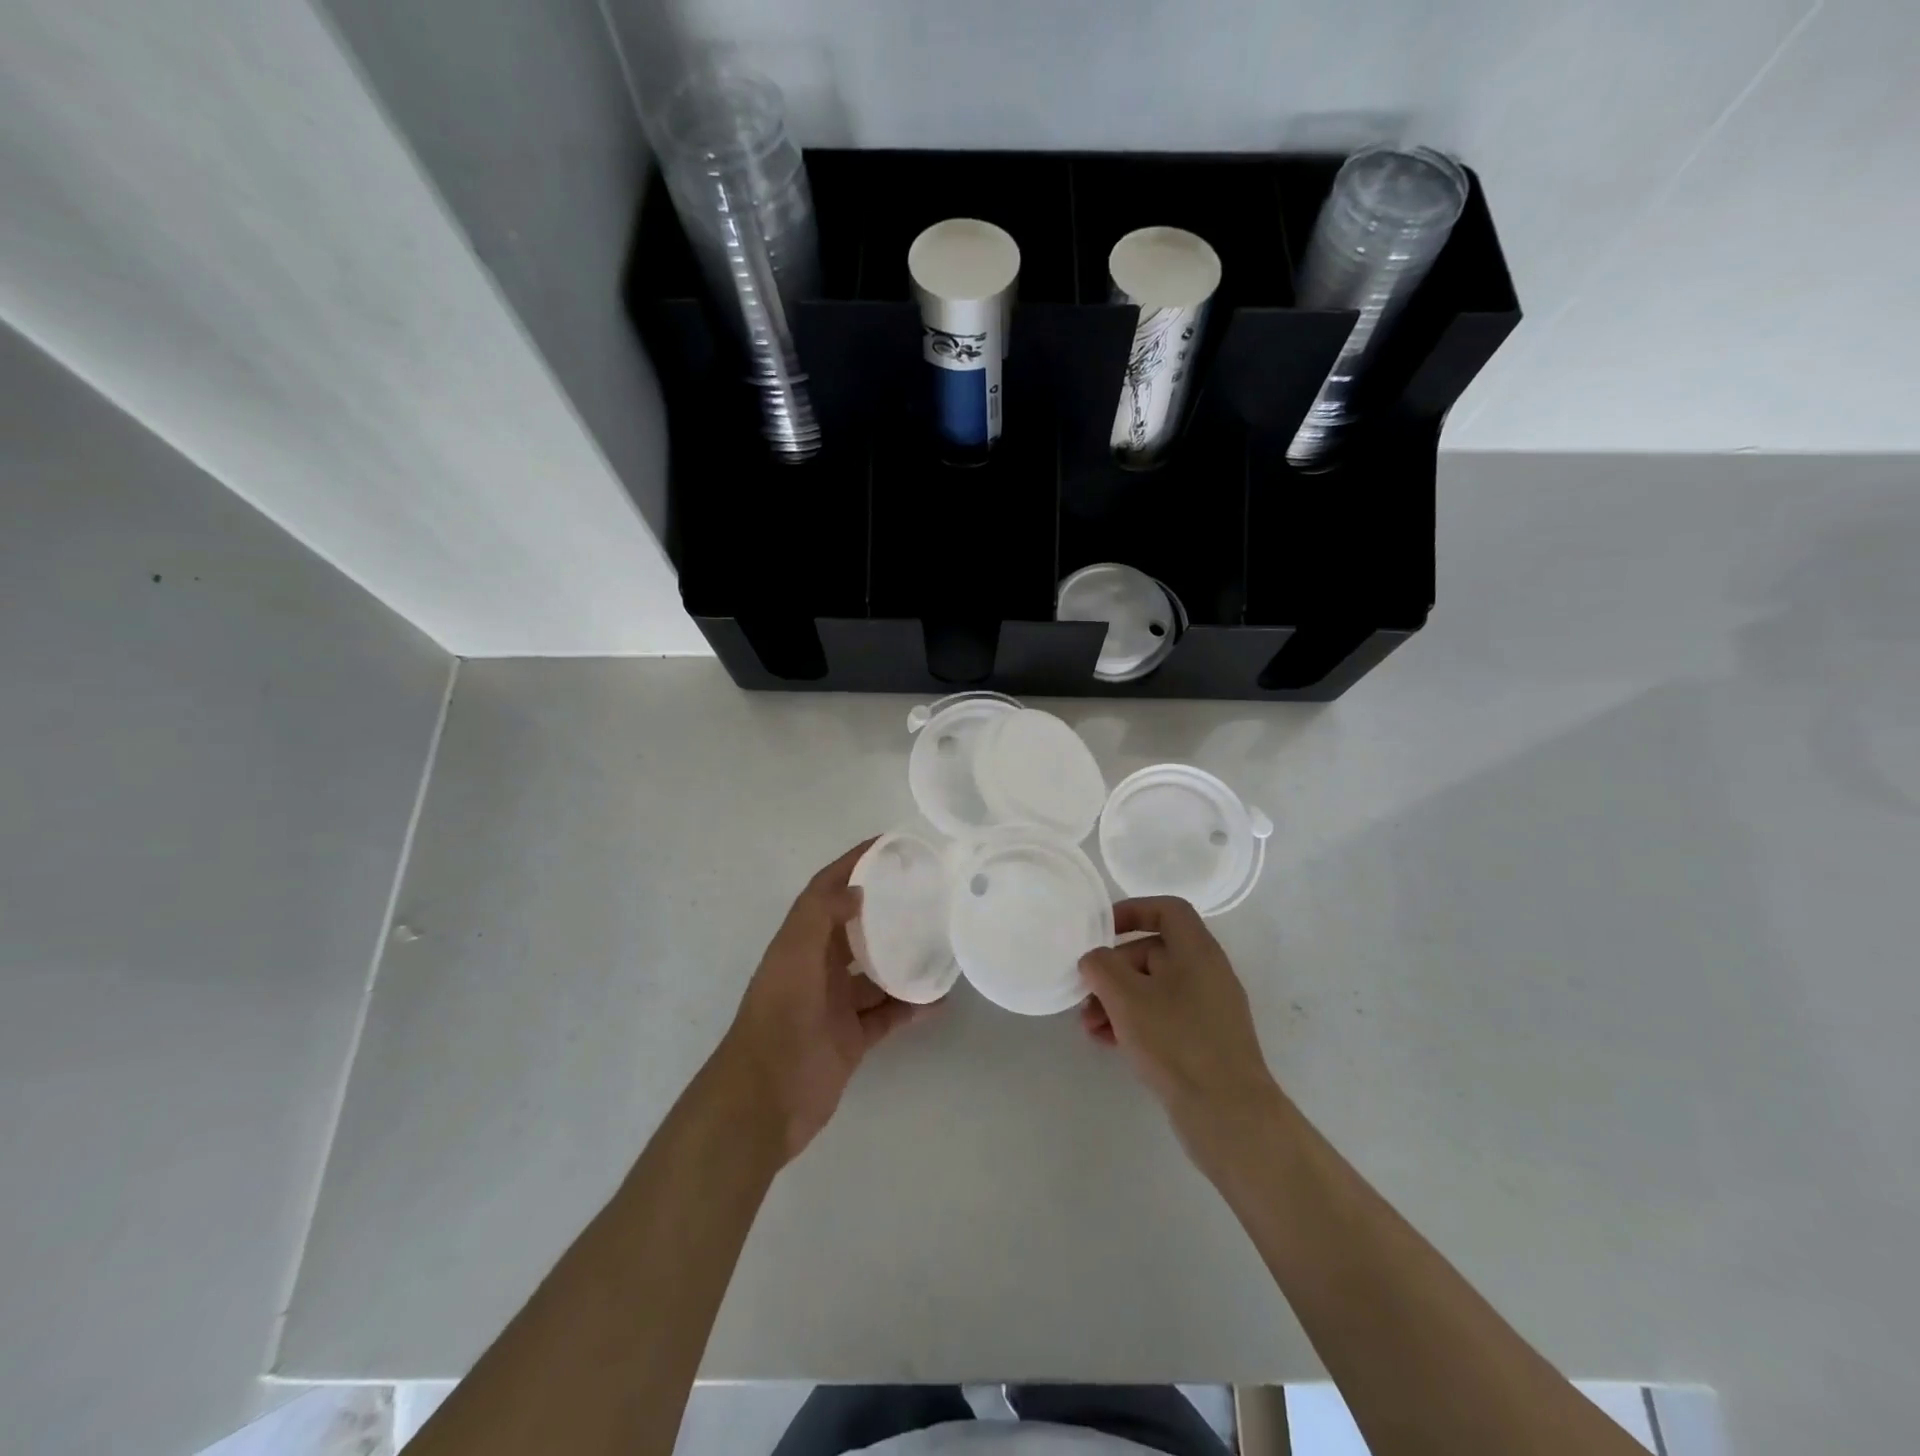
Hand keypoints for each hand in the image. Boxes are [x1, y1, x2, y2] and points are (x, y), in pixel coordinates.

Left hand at [717, 840, 932, 1164]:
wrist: (765, 1100)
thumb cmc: (779, 1018)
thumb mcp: (794, 956)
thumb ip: (820, 916)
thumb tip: (858, 889)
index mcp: (800, 942)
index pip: (827, 890)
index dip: (853, 864)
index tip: (889, 845)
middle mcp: (817, 967)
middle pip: (856, 928)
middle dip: (886, 909)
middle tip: (927, 894)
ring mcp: (835, 1004)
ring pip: (876, 973)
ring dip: (904, 960)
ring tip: (941, 944)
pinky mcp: (851, 1038)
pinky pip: (888, 1015)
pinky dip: (911, 1007)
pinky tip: (939, 999)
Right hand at [1079, 897, 1283, 1161]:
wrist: (1229, 1115)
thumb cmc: (1176, 1041)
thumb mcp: (1127, 997)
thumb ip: (1102, 966)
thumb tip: (1095, 959)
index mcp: (1197, 951)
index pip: (1167, 909)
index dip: (1132, 911)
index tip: (1101, 930)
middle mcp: (1207, 973)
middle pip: (1153, 952)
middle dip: (1113, 971)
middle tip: (1085, 995)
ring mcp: (1208, 1009)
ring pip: (1153, 989)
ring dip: (1117, 1001)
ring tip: (1090, 1027)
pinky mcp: (1204, 1041)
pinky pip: (1162, 1017)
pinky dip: (1134, 1022)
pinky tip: (1107, 1043)